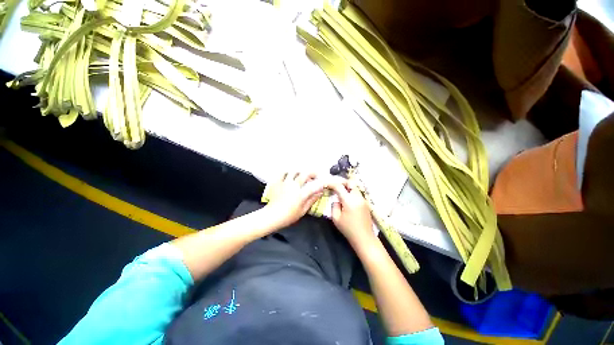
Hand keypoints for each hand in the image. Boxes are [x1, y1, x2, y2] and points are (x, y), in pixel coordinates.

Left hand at [264, 172, 324, 228]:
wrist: (272, 216)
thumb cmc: (288, 216)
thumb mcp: (303, 210)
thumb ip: (312, 200)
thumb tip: (319, 193)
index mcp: (301, 194)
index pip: (314, 185)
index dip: (321, 183)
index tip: (323, 183)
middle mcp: (294, 186)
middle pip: (305, 174)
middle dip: (313, 173)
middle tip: (315, 175)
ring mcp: (285, 183)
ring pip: (294, 171)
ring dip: (300, 172)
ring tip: (302, 175)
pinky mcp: (277, 183)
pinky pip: (282, 173)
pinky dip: (287, 172)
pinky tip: (289, 175)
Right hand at [326, 178, 376, 247]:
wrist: (364, 238)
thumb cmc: (348, 229)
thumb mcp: (336, 218)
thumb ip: (334, 205)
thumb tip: (337, 199)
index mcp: (349, 201)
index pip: (339, 187)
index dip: (332, 184)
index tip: (327, 184)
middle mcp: (358, 197)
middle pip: (351, 183)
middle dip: (342, 182)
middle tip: (335, 185)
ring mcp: (363, 200)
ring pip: (355, 188)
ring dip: (347, 187)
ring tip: (340, 191)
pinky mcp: (366, 203)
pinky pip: (357, 193)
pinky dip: (351, 192)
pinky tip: (347, 198)